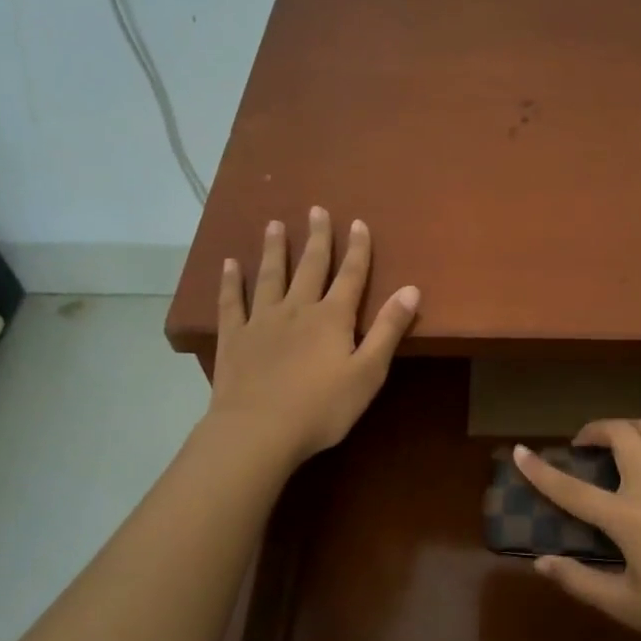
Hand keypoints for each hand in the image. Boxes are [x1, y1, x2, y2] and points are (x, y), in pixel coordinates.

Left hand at [208, 208, 419, 465]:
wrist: (258, 431)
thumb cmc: (322, 408)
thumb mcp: (368, 372)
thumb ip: (389, 329)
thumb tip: (412, 289)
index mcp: (333, 317)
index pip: (351, 275)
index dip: (357, 249)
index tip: (358, 223)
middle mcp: (298, 309)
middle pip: (310, 266)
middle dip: (317, 238)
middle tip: (316, 209)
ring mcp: (262, 321)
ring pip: (270, 276)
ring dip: (274, 249)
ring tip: (274, 224)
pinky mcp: (234, 338)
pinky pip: (232, 302)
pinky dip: (231, 282)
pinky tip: (229, 263)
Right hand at [513, 419, 640, 640]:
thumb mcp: (628, 607)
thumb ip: (581, 581)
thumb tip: (542, 562)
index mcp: (631, 520)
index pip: (573, 489)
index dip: (541, 470)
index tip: (520, 451)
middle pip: (621, 433)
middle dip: (595, 429)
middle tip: (584, 445)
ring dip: (628, 428)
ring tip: (620, 445)